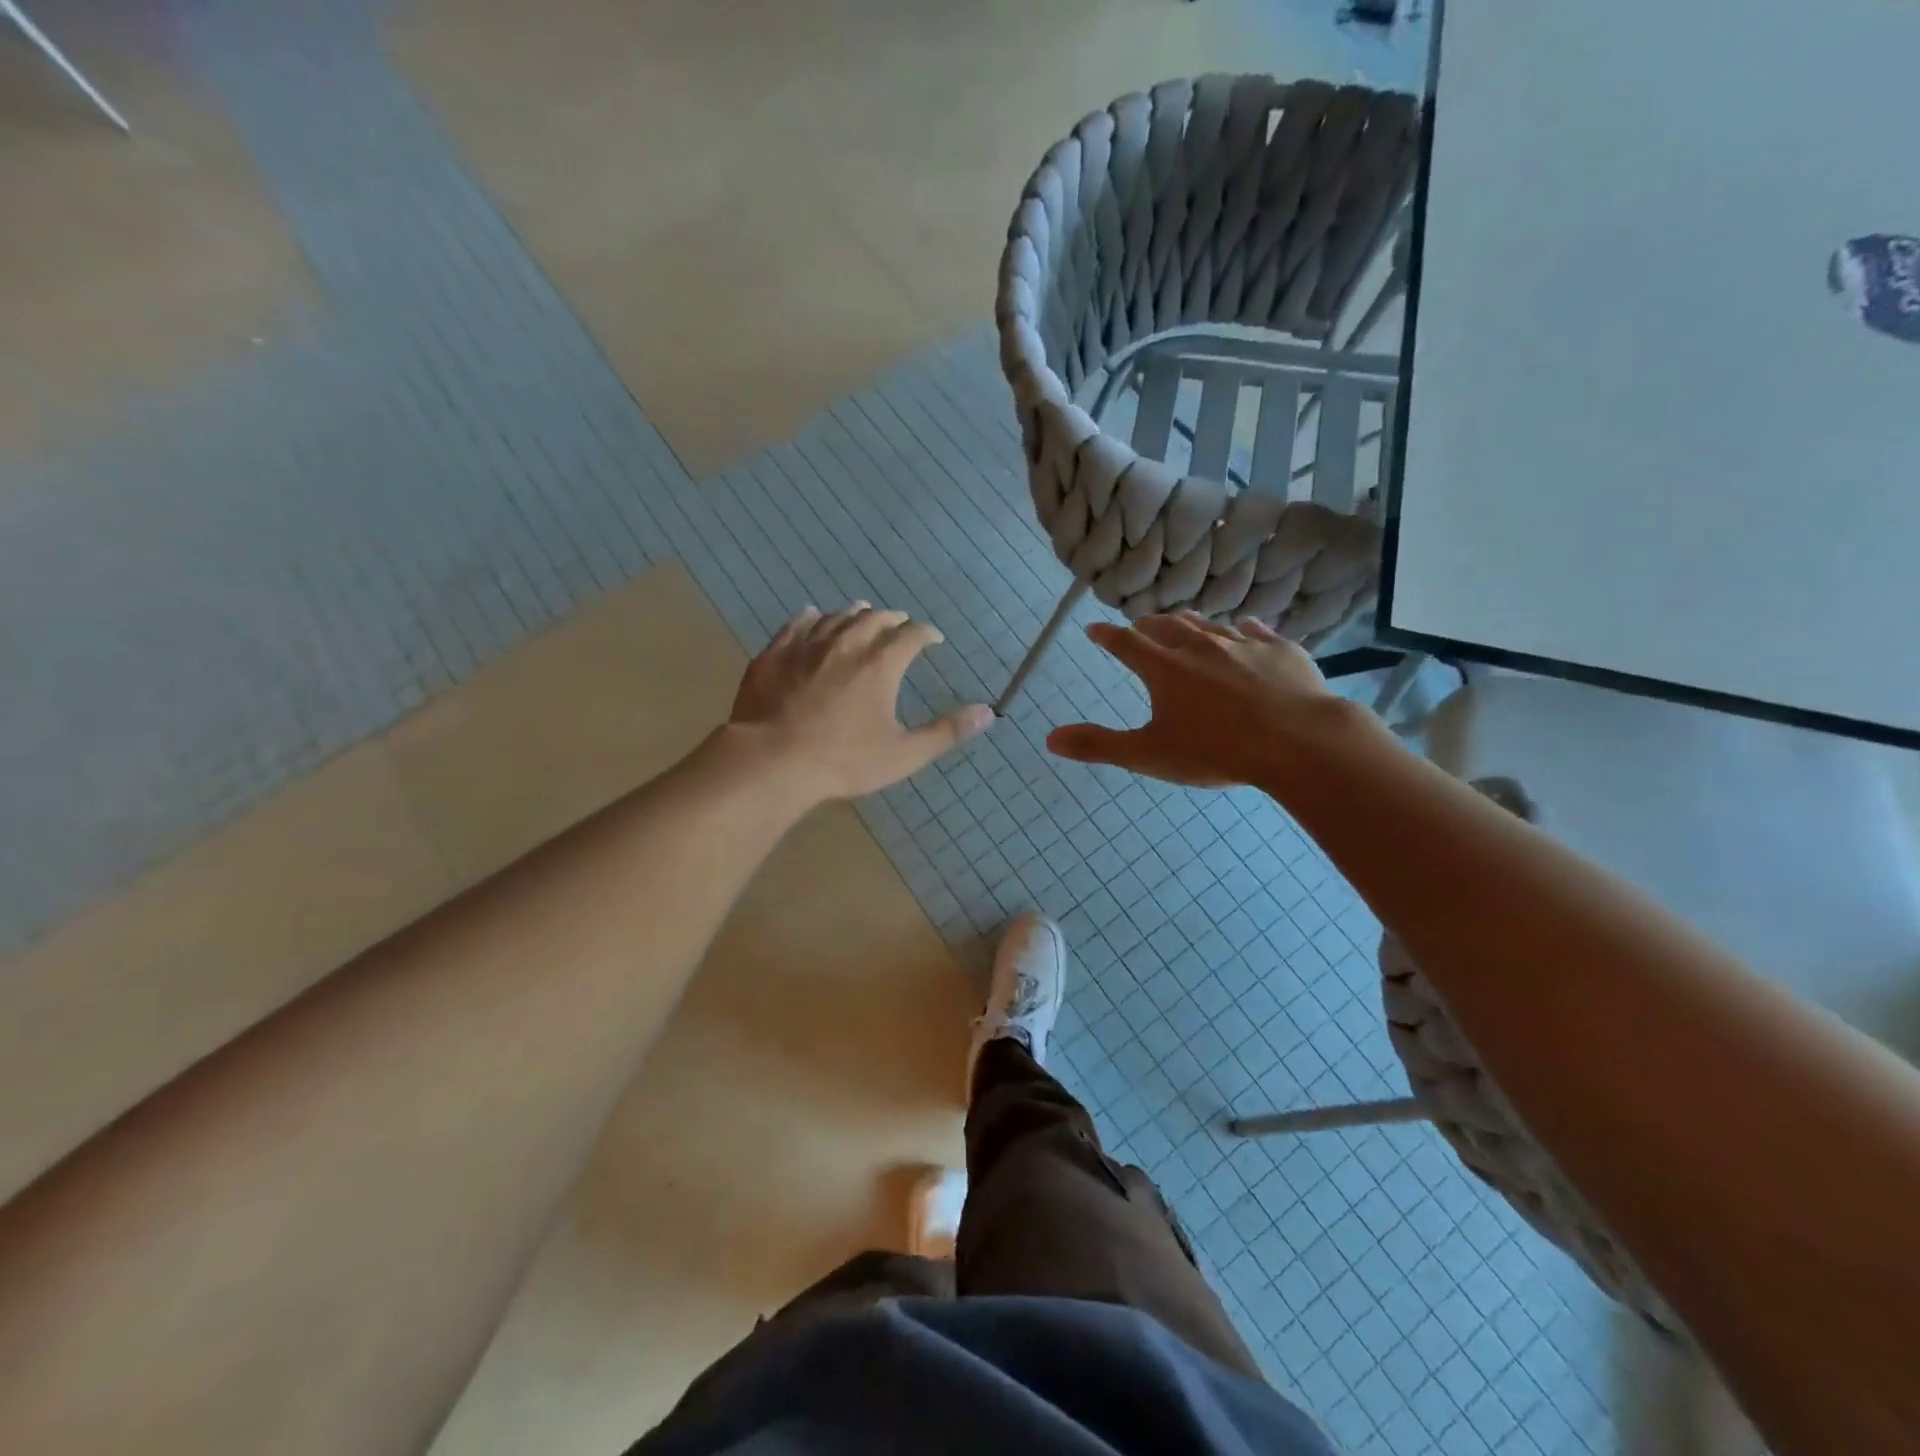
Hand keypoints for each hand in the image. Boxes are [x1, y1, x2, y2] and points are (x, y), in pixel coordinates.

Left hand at [728, 603, 992, 801]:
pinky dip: (809, 617)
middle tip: (898, 624)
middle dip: (891, 619)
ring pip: (836, 617)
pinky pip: (795, 624)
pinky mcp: (774, 654)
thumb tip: (989, 713)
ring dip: (854, 614)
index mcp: (881, 664)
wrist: (773, 761)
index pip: (911, 634)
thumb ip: (947, 732)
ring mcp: (806, 645)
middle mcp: (846, 644)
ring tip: (861, 614)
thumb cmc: (844, 761)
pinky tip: (810, 615)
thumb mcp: (904, 754)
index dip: (926, 633)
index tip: (933, 638)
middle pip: (874, 618)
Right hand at [1047, 612, 1346, 787]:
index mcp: (1163, 668)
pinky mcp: (1280, 649)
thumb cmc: (1215, 751)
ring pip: (1208, 624)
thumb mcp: (1148, 755)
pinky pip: (1256, 631)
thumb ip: (1098, 745)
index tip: (1094, 629)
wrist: (1298, 741)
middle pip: (1166, 626)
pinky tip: (1245, 630)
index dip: (1106, 636)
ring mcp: (1243, 644)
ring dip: (1189, 623)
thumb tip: (1049, 739)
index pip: (1125, 643)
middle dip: (1148, 625)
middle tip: (1140, 626)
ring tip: (1183, 623)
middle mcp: (1199, 645)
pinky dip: (1242, 630)